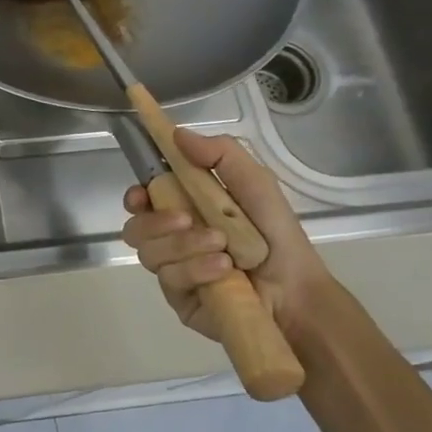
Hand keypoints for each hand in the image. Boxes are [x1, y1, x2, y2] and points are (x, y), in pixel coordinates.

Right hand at [121, 130, 331, 343]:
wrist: (297, 291)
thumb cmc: (276, 234)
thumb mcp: (255, 182)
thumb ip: (220, 153)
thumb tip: (176, 134)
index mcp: (185, 208)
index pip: (143, 200)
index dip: (135, 196)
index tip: (141, 194)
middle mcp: (172, 238)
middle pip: (135, 229)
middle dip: (156, 222)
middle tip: (186, 220)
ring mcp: (173, 269)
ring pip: (150, 253)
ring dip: (184, 246)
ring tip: (222, 248)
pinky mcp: (179, 297)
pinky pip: (169, 280)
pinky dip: (196, 269)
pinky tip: (224, 270)